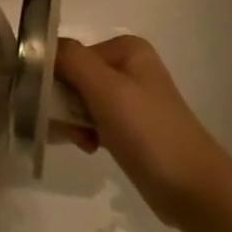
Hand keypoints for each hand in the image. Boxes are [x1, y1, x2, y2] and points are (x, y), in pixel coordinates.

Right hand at [55, 35, 231, 223]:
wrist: (193, 188)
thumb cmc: (149, 132)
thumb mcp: (107, 89)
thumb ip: (71, 60)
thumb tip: (38, 43)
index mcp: (125, 49)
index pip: (67, 54)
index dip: (53, 79)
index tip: (52, 106)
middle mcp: (126, 67)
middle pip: (70, 77)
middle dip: (63, 105)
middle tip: (72, 130)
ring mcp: (127, 97)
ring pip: (76, 101)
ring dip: (71, 123)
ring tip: (85, 142)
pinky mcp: (126, 124)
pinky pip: (89, 119)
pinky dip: (83, 133)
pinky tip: (90, 147)